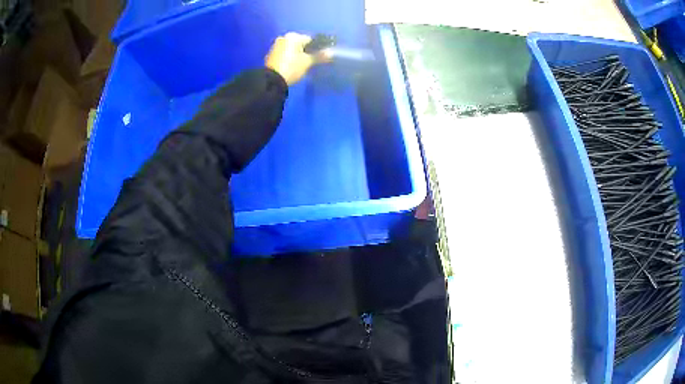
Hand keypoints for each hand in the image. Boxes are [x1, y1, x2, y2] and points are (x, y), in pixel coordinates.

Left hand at [265, 33, 322, 84]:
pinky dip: (289, 57)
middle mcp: (284, 38)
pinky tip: (292, 66)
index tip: (319, 57)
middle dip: (306, 51)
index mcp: (293, 37)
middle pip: (300, 44)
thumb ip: (319, 56)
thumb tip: (331, 53)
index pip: (310, 40)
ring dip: (297, 54)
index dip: (317, 48)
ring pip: (292, 48)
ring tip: (301, 66)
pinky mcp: (271, 54)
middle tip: (310, 62)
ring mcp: (276, 45)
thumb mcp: (307, 62)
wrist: (272, 81)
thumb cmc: (292, 68)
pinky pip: (285, 53)